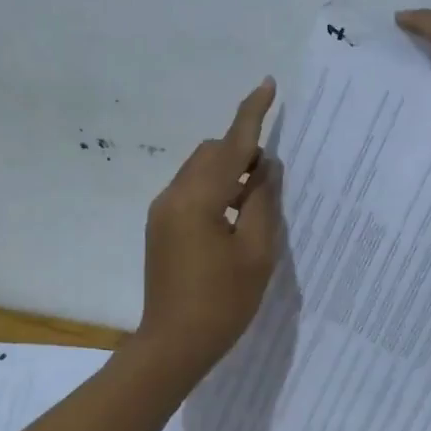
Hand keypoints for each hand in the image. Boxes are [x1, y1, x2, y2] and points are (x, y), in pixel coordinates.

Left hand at [134, 78, 282, 374]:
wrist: (173, 344)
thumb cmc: (222, 302)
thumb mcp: (256, 252)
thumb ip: (262, 202)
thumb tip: (265, 167)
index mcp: (198, 199)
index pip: (231, 145)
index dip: (252, 114)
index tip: (268, 85)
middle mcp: (173, 196)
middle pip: (210, 153)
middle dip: (241, 151)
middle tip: (271, 177)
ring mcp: (161, 212)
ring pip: (199, 171)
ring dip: (227, 172)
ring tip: (255, 200)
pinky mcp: (159, 228)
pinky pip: (190, 192)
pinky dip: (214, 191)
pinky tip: (232, 218)